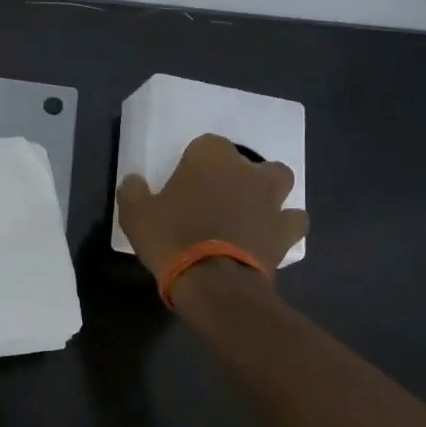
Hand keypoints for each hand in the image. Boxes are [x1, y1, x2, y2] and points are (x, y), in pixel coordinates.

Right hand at [117, 134, 307, 280]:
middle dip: (237, 173)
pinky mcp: (285, 229)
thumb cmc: (171, 238)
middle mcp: (246, 170)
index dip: (195, 162)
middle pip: (248, 160)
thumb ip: (133, 192)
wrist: (212, 281)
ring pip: (279, 181)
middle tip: (218, 195)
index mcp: (209, 157)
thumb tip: (133, 180)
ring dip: (267, 191)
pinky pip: (293, 219)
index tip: (184, 183)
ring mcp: (270, 199)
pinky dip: (284, 224)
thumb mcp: (135, 215)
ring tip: (249, 209)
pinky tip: (269, 234)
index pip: (205, 144)